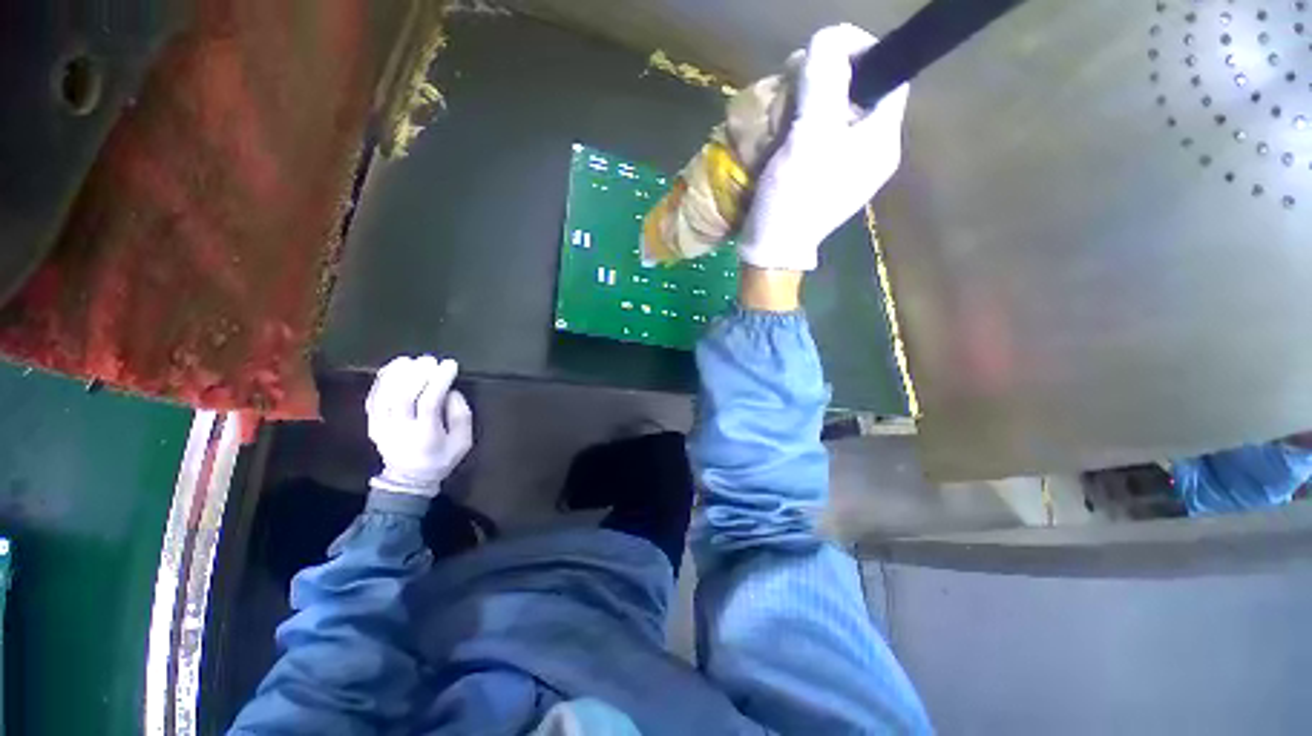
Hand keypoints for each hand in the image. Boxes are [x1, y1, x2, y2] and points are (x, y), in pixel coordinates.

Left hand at [366, 355, 472, 496]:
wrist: (408, 479)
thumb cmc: (441, 458)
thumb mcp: (463, 442)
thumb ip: (461, 416)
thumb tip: (452, 392)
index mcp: (425, 435)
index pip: (429, 403)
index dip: (439, 381)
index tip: (450, 365)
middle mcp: (399, 430)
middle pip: (403, 397)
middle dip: (417, 374)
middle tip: (430, 359)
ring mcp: (381, 427)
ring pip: (384, 396)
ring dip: (397, 374)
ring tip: (411, 360)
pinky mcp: (372, 423)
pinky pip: (372, 398)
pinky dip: (382, 380)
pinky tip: (394, 367)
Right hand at [737, 24, 909, 271]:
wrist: (773, 250)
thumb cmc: (793, 198)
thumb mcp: (809, 137)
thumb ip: (824, 83)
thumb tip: (830, 36)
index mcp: (881, 141)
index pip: (888, 76)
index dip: (860, 52)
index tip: (822, 50)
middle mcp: (873, 152)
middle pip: (861, 93)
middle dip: (829, 77)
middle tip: (794, 80)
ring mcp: (850, 168)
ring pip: (838, 114)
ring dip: (812, 100)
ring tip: (784, 105)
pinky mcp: (827, 179)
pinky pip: (823, 137)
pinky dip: (804, 124)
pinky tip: (784, 130)